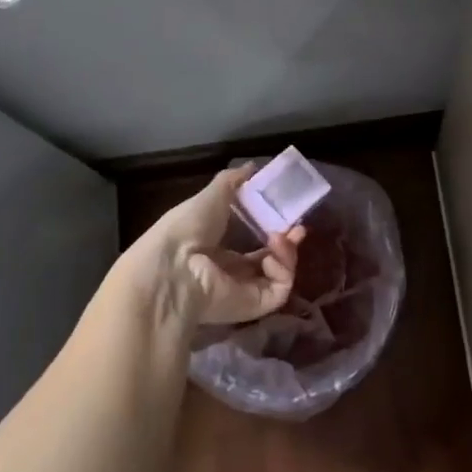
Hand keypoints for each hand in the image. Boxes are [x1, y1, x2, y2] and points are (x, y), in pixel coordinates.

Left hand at [121, 166, 304, 330]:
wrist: (174, 266)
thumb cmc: (188, 228)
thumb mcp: (212, 195)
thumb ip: (233, 181)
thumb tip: (252, 166)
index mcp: (219, 251)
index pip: (254, 244)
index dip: (272, 229)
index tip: (286, 214)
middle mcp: (232, 273)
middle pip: (271, 260)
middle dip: (287, 243)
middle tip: (297, 228)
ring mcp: (245, 291)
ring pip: (280, 274)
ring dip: (287, 253)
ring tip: (280, 237)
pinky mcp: (256, 305)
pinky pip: (280, 288)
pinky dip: (283, 270)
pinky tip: (271, 257)